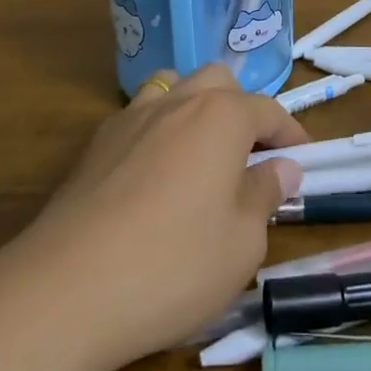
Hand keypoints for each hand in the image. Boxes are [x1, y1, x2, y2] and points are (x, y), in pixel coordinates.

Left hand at [7, 65, 308, 370]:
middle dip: (242, 109)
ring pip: (174, 89)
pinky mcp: (96, 144)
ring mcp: (131, 118)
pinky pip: (139, 118)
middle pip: (218, 83)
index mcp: (221, 116)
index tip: (303, 158)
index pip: (267, 110)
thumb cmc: (173, 264)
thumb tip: (281, 167)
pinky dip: (159, 132)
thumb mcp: (242, 243)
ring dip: (196, 109)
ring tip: (202, 154)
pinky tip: (154, 176)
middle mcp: (177, 102)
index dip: (290, 133)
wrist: (67, 288)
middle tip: (252, 154)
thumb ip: (265, 195)